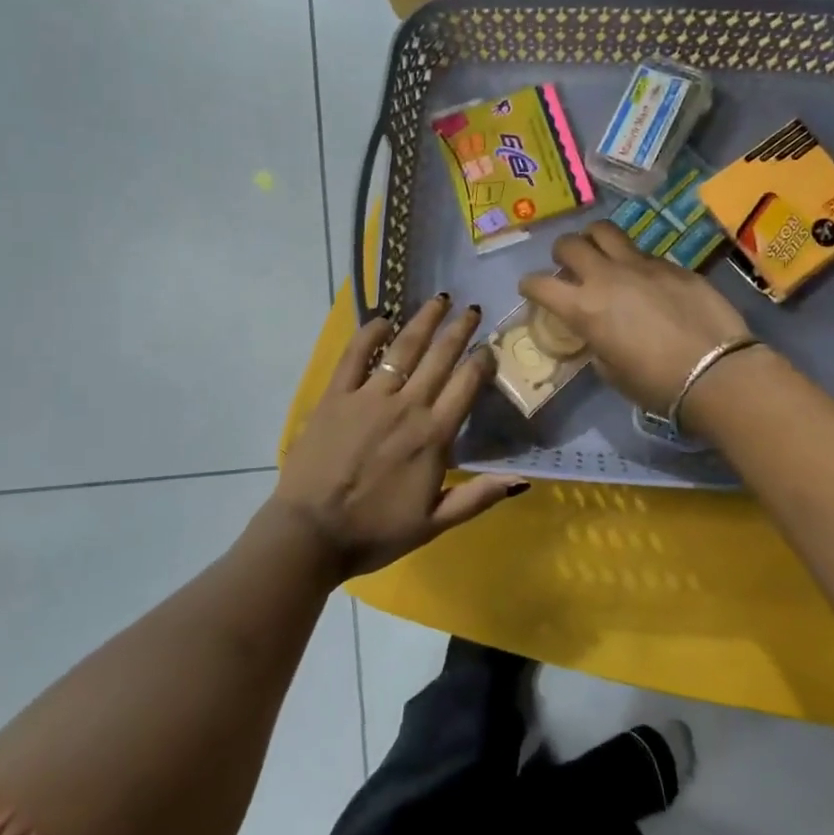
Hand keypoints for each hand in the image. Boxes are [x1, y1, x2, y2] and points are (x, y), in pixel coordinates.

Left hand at [272, 295, 527, 578]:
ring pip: (403, 348)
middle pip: (439, 358)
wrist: (312, 534)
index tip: (489, 346)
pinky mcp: (336, 396)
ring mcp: (368, 396)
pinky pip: (355, 355)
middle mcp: (406, 406)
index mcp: (433, 436)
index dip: (481, 361)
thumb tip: (521, 480)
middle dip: (459, 330)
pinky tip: (383, 318)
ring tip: (438, 300)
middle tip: (471, 309)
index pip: (466, 385)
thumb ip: (477, 497)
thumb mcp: (434, 524)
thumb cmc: (375, 532)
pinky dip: (370, 332)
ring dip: (423, 321)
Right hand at [519, 222, 755, 415]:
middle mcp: (606, 276)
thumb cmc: (656, 384)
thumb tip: (597, 333)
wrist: (716, 372)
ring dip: (594, 240)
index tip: (530, 290)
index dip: (529, 286)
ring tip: (600, 254)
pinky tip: (646, 281)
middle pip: (570, 244)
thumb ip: (596, 343)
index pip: (539, 284)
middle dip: (561, 253)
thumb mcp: (611, 371)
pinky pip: (643, 253)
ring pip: (605, 231)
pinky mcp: (673, 264)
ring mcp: (642, 265)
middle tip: (567, 266)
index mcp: (583, 308)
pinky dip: (634, 261)